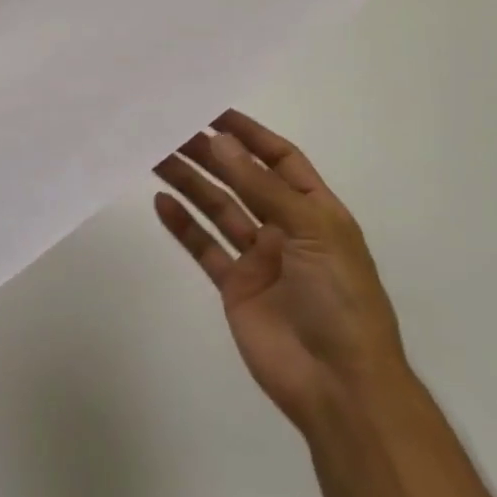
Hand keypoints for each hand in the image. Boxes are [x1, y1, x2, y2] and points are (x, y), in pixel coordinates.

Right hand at [154, 110, 406, 431]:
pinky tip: (161, 202)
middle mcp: (285, 227)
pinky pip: (204, 247)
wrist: (338, 384)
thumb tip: (221, 141)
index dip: (250, 134)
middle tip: (172, 130)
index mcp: (315, 209)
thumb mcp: (311, 230)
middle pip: (242, 180)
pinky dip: (183, 225)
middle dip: (211, 155)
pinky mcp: (235, 286)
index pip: (280, 159)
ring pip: (218, 209)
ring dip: (190, 182)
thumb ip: (261, 186)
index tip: (213, 112)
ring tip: (156, 156)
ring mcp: (259, 258)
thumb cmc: (339, 297)